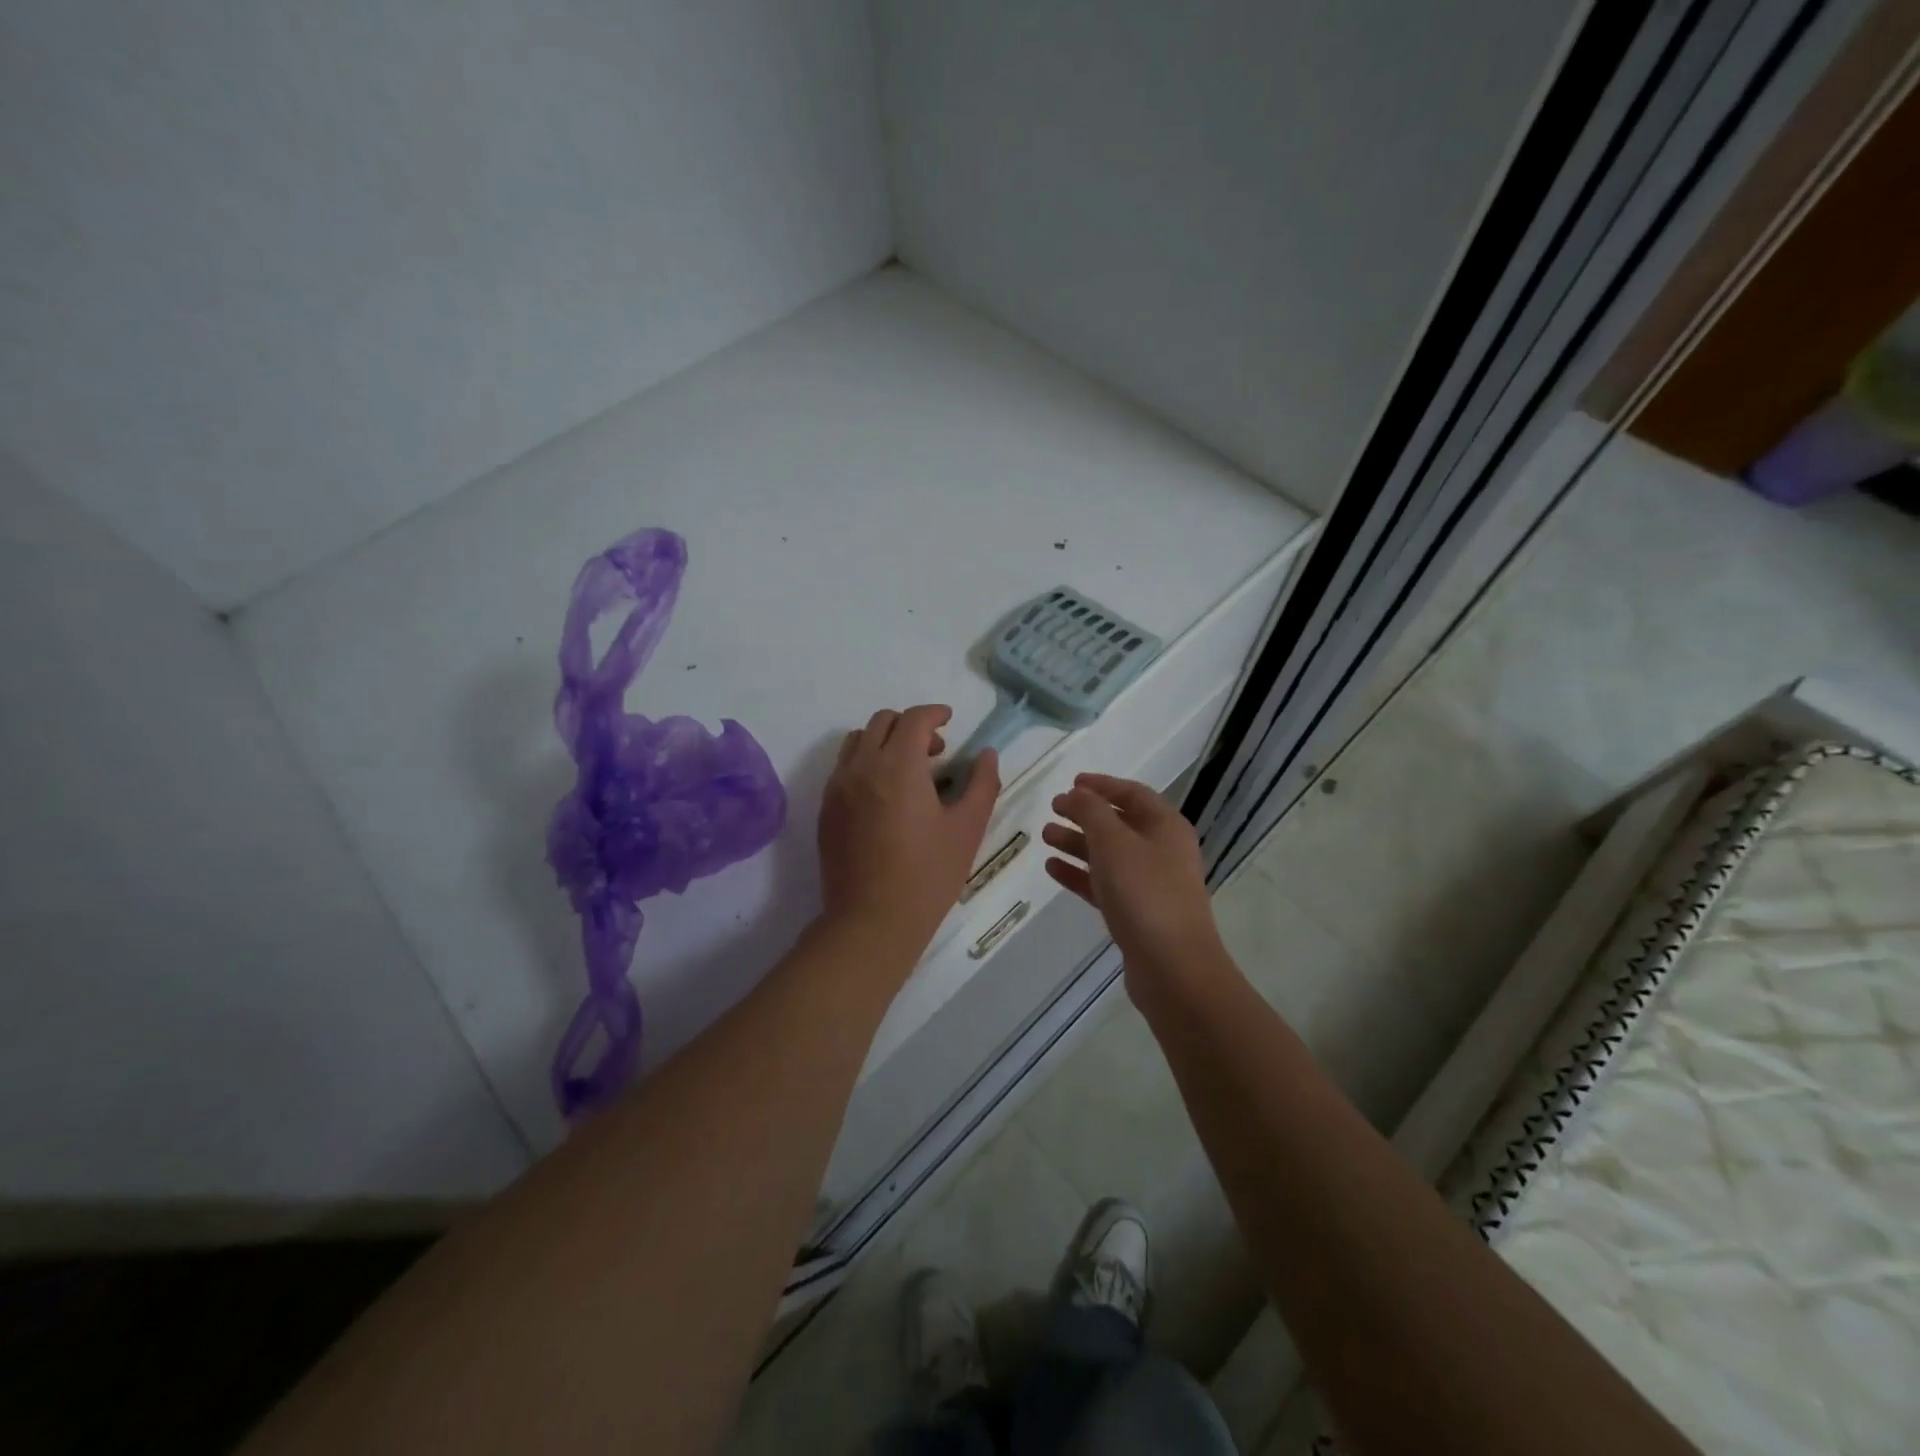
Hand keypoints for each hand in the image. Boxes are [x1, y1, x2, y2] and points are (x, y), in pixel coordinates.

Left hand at [818, 705, 1000, 959]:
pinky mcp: (826, 810)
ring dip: (884, 741)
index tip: (949, 720)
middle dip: (910, 725)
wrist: (871, 921)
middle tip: (935, 751)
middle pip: (882, 722)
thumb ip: (982, 784)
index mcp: (897, 767)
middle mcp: (861, 768)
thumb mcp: (967, 829)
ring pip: (857, 742)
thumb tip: (988, 756)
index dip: (934, 713)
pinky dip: (865, 764)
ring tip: (907, 770)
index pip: (913, 719)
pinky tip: (884, 796)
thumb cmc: (927, 876)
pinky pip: (843, 769)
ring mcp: (837, 788)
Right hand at [1043, 774, 1223, 984]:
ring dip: (1077, 843)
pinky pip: (1104, 884)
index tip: (1071, 783)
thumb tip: (1076, 794)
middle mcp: (1162, 851)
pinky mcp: (1137, 913)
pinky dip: (1080, 874)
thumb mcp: (1114, 842)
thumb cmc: (1145, 893)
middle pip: (1119, 823)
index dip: (1102, 785)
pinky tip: (1052, 868)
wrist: (1173, 967)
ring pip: (1109, 854)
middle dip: (1085, 815)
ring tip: (1045, 836)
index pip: (1132, 794)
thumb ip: (1091, 812)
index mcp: (1166, 826)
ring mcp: (1151, 884)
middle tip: (1052, 809)